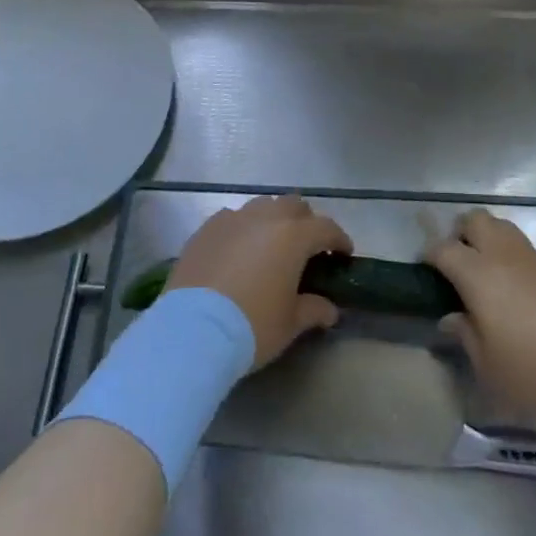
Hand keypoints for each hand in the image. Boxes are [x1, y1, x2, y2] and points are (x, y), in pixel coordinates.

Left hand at [167, 195, 352, 368]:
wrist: (192, 329)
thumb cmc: (252, 326)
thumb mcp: (290, 324)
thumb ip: (314, 310)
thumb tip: (330, 310)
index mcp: (293, 236)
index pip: (326, 228)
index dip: (339, 240)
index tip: (343, 254)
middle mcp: (265, 218)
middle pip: (294, 205)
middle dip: (306, 222)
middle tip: (307, 248)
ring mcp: (232, 219)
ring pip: (262, 206)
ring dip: (273, 220)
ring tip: (271, 245)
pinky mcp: (206, 229)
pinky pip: (232, 218)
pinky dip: (243, 228)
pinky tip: (239, 250)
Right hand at [426, 209, 535, 424]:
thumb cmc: (535, 369)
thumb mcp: (489, 366)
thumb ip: (466, 336)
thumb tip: (451, 318)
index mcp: (479, 274)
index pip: (443, 249)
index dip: (429, 255)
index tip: (424, 271)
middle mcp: (503, 255)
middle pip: (474, 220)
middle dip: (459, 234)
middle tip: (456, 265)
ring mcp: (532, 258)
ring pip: (501, 226)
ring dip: (486, 239)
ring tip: (484, 273)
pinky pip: (521, 247)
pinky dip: (509, 255)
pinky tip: (513, 288)